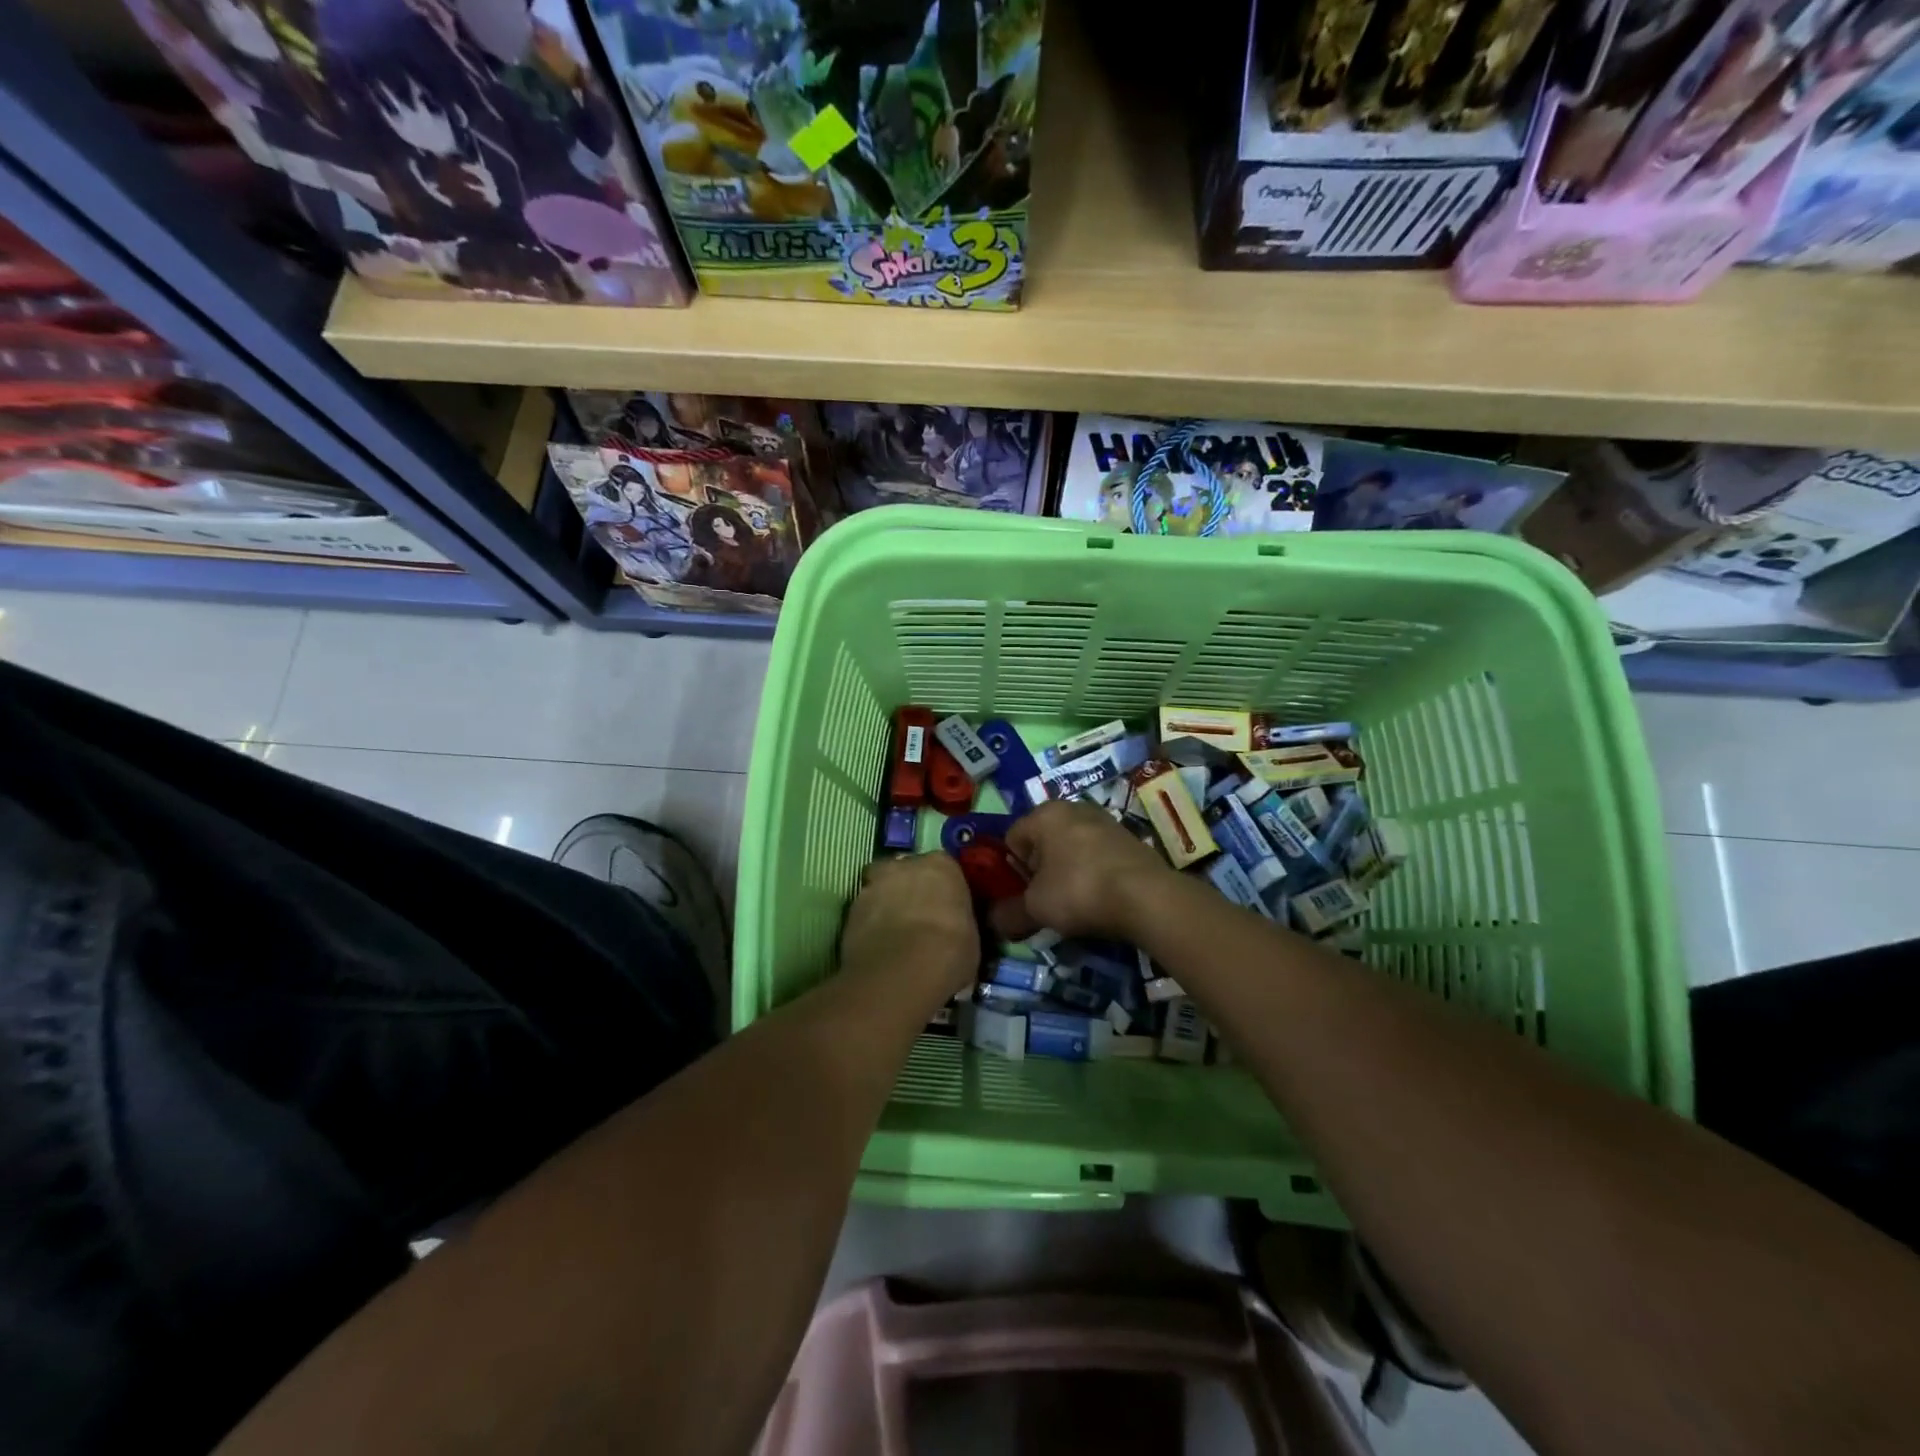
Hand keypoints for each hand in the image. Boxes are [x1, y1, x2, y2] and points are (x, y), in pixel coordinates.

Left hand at [840, 853, 977, 1001]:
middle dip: (910, 890)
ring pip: (881, 889)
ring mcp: (873, 884)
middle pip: (907, 872)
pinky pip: (864, 913)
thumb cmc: (950, 949)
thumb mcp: (972, 937)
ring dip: (886, 905)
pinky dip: (869, 925)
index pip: (944, 868)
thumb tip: (957, 932)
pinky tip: (877, 948)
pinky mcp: (850, 909)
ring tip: (895, 937)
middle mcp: (905, 865)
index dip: (943, 889)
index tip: (946, 908)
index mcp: (942, 865)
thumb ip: (961, 923)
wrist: (902, 971)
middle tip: (919, 919)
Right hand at [992, 801, 1173, 942]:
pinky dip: (1093, 873)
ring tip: (1076, 902)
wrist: (1146, 896)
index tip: (1024, 896)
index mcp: (1044, 814)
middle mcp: (1073, 808)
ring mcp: (1104, 820)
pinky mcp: (1128, 837)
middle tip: (1048, 901)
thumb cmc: (1079, 891)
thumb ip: (1009, 914)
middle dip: (1040, 871)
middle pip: (1042, 842)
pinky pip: (1096, 855)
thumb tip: (993, 922)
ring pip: (1071, 849)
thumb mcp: (1036, 908)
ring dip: (1068, 872)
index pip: (1011, 840)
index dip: (1012, 871)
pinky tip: (1101, 897)